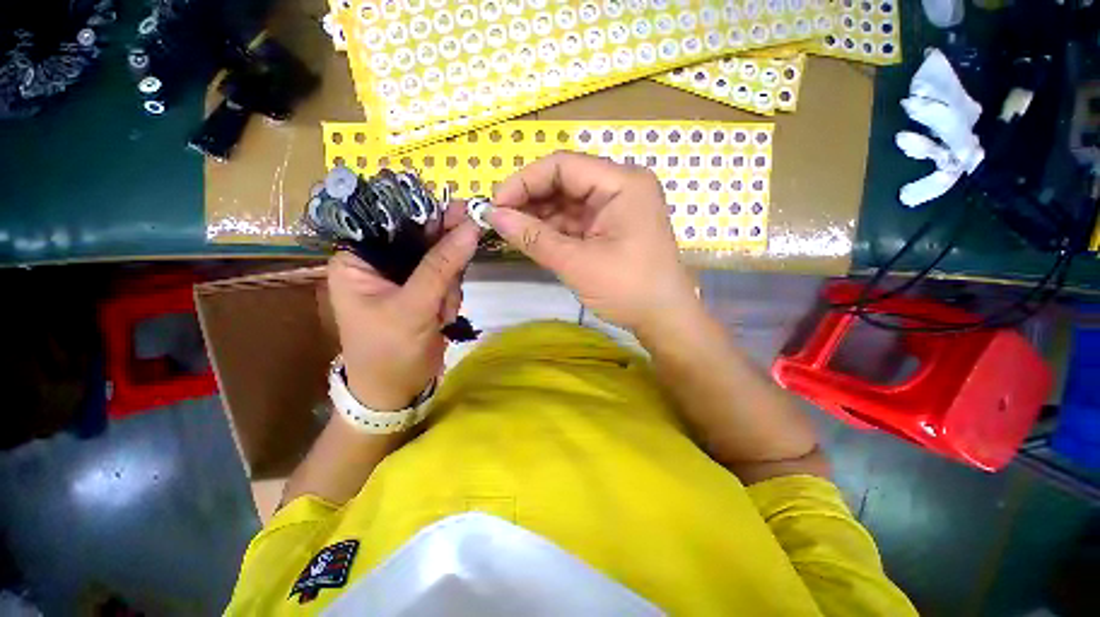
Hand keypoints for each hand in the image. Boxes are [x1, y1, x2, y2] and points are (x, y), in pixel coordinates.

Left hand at [327, 205, 478, 410]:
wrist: (397, 392)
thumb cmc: (389, 351)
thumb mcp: (414, 307)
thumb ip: (442, 266)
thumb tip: (472, 227)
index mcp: (357, 260)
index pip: (391, 220)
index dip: (426, 213)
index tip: (462, 212)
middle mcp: (379, 263)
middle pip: (421, 238)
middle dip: (443, 260)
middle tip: (462, 263)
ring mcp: (404, 277)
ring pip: (441, 259)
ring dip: (450, 285)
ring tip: (442, 314)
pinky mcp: (423, 291)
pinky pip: (448, 278)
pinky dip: (452, 295)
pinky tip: (445, 317)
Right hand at [487, 151, 700, 335]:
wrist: (663, 320)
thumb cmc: (628, 289)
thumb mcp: (577, 263)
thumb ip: (534, 237)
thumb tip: (494, 216)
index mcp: (621, 183)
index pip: (563, 166)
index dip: (524, 181)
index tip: (495, 205)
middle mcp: (620, 187)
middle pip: (565, 181)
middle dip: (530, 200)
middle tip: (500, 221)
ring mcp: (616, 208)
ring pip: (567, 202)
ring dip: (539, 217)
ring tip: (511, 232)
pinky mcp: (611, 228)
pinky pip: (576, 221)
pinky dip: (553, 230)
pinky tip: (532, 239)